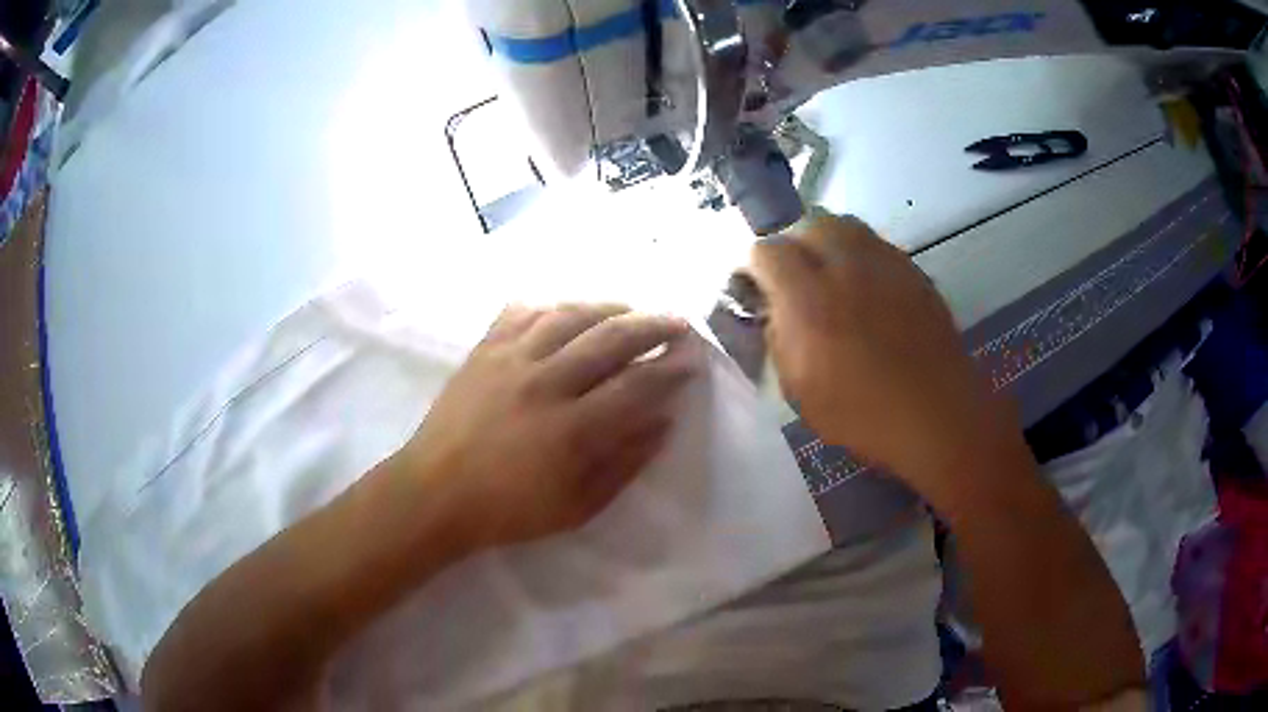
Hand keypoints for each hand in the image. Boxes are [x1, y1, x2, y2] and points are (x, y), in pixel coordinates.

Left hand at [397, 304, 700, 548]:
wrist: (435, 493)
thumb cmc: (508, 511)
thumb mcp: (577, 507)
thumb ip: (624, 464)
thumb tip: (662, 423)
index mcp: (571, 429)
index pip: (636, 386)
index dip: (670, 369)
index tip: (692, 360)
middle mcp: (545, 383)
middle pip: (610, 338)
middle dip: (653, 326)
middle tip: (677, 323)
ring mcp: (510, 359)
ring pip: (569, 315)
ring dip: (608, 307)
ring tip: (630, 310)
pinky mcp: (484, 350)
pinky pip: (522, 311)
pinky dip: (552, 305)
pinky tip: (567, 310)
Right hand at [749, 212, 1012, 499]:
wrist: (937, 416)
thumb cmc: (864, 415)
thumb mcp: (799, 390)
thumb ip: (778, 338)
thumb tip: (775, 309)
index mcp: (809, 300)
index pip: (766, 250)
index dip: (756, 267)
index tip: (759, 290)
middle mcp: (845, 267)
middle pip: (808, 223)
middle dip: (794, 244)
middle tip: (796, 279)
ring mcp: (885, 263)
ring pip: (844, 225)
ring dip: (828, 243)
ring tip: (831, 278)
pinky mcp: (913, 270)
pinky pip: (876, 245)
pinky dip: (861, 257)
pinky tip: (867, 291)